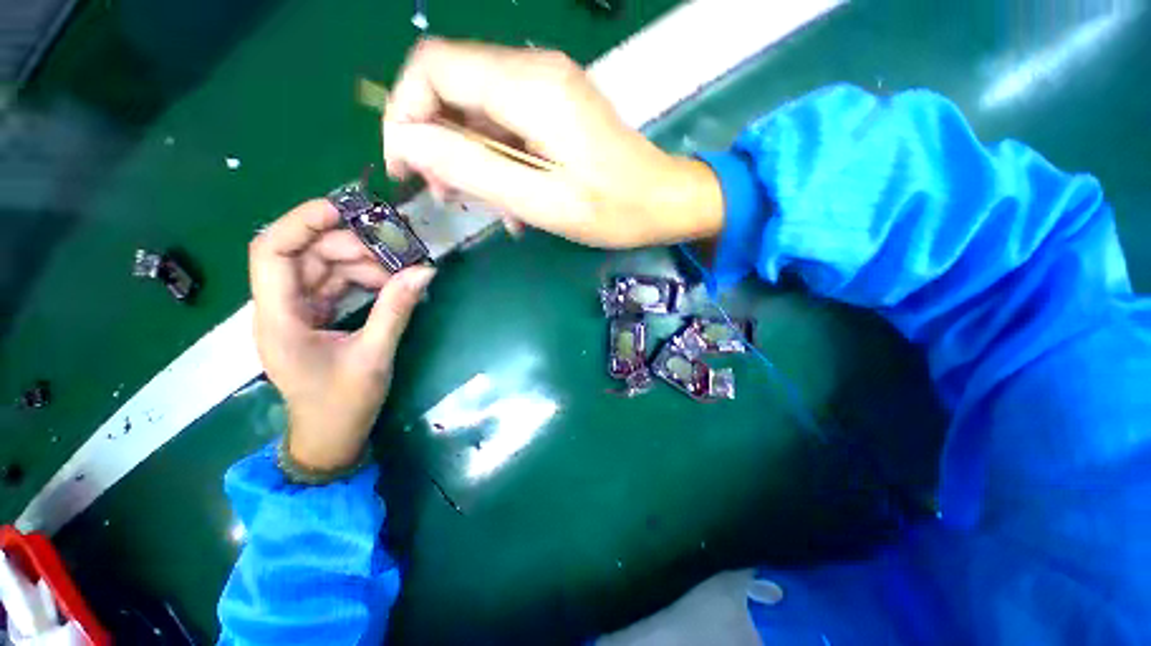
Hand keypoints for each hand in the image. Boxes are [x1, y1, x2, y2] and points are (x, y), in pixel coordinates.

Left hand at [249, 200, 435, 471]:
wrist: (331, 435)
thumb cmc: (343, 404)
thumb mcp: (374, 356)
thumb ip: (396, 310)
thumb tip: (424, 272)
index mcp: (279, 318)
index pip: (273, 251)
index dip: (304, 221)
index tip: (349, 210)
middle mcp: (280, 306)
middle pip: (306, 254)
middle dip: (350, 245)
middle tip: (397, 250)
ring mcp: (297, 310)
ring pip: (324, 267)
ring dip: (362, 263)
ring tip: (400, 272)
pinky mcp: (314, 316)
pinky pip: (335, 283)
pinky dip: (363, 279)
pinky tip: (390, 283)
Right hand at [382, 39, 723, 248]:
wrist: (661, 202)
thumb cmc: (611, 209)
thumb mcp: (541, 200)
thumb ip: (474, 168)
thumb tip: (410, 143)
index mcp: (529, 87)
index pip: (432, 68)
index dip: (405, 114)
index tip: (407, 168)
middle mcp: (533, 71)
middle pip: (452, 85)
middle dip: (435, 140)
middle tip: (445, 193)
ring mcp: (546, 88)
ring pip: (477, 109)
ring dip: (467, 157)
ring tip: (481, 204)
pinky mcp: (555, 109)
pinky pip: (506, 125)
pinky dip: (496, 160)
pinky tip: (511, 201)